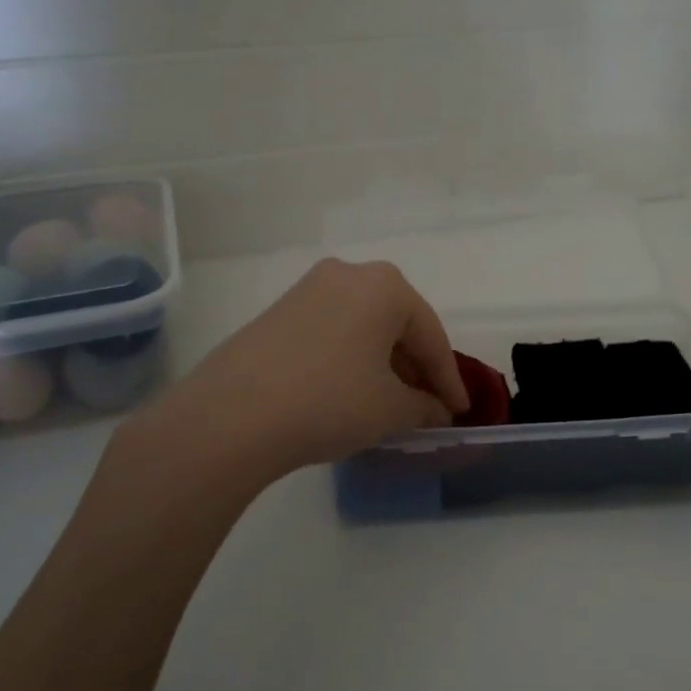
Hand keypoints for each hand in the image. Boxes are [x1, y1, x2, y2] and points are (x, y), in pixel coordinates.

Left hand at [174, 259, 469, 477]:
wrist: (231, 415)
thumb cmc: (329, 401)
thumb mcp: (389, 409)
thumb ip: (423, 407)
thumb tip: (436, 412)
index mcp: (384, 286)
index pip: (431, 336)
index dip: (449, 379)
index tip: (460, 412)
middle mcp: (347, 274)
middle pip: (396, 325)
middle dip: (415, 368)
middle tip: (428, 407)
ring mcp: (307, 290)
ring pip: (363, 328)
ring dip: (383, 364)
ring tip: (391, 404)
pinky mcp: (278, 312)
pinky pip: (332, 333)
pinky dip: (351, 360)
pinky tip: (351, 393)